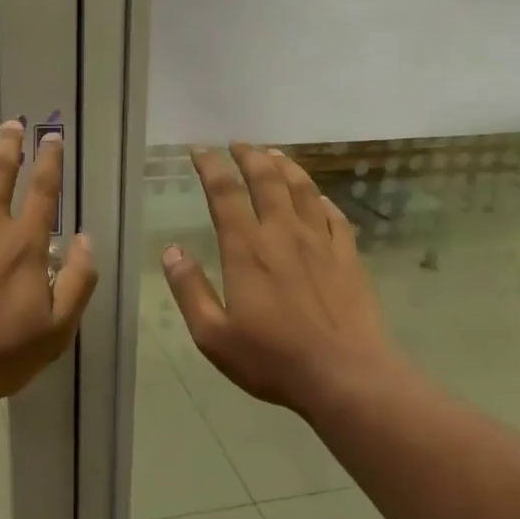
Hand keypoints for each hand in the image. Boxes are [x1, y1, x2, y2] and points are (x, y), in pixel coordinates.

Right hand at [162, 144, 403, 417]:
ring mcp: (321, 242)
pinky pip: (335, 215)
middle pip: (267, 179)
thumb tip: (171, 252)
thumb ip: (190, 290)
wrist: (344, 374)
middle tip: (238, 143)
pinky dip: (321, 198)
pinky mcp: (349, 256)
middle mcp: (283, 234)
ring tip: (274, 155)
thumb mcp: (213, 335)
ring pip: (303, 189)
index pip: (225, 193)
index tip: (200, 151)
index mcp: (247, 249)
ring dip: (286, 166)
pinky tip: (318, 196)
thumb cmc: (272, 359)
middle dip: (249, 155)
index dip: (211, 166)